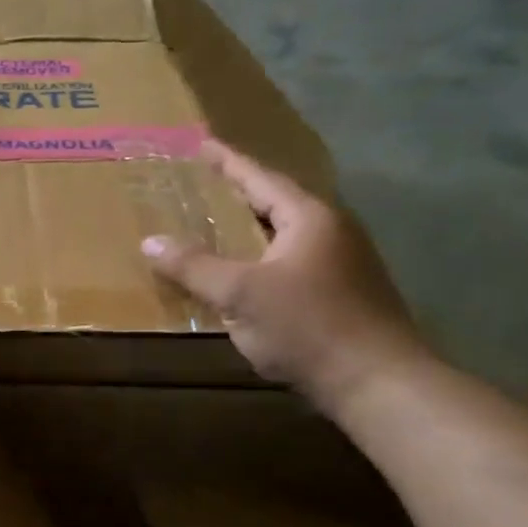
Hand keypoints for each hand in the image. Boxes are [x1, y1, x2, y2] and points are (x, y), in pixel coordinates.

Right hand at [141, 142, 432, 410]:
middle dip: (237, 194)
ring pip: (284, 234)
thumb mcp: (240, 294)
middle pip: (275, 202)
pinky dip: (260, 258)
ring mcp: (341, 264)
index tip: (201, 143)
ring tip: (214, 228)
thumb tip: (150, 242)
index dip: (227, 161)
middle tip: (200, 186)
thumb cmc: (308, 327)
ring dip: (249, 229)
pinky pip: (290, 262)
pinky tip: (242, 275)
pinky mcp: (342, 294)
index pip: (260, 178)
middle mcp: (331, 232)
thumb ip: (194, 266)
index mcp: (309, 218)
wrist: (377, 383)